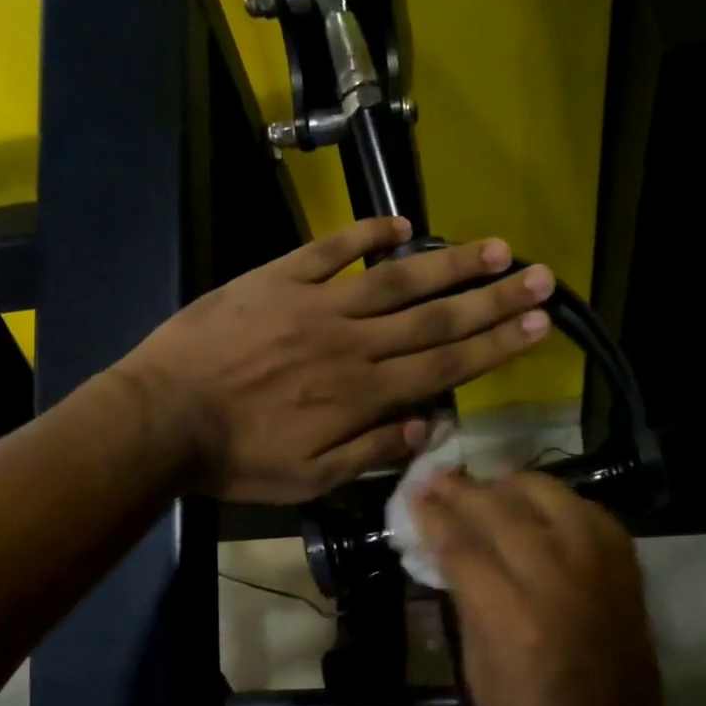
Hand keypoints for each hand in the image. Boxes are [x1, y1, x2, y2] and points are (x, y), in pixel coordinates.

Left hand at [119, 217, 553, 502]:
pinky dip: (366, 235)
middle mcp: (352, 344)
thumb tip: (426, 429)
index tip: (539, 324)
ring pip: (396, 281)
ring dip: (449, 264)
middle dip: (493, 299)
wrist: (163, 417)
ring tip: (496, 248)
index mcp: (362, 395)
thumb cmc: (237, 459)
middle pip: (435, 319)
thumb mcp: (308, 480)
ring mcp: (315, 305)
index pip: (444, 367)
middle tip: (542, 277)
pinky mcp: (277, 280)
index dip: (495, 345)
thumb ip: (370, 453)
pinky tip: (402, 225)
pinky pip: (331, 251)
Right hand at [415, 471, 666, 705]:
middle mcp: (559, 583)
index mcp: (511, 616)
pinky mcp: (629, 580)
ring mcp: (601, 576)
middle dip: (467, 490)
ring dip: (517, 486)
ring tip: (492, 486)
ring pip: (557, 500)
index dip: (435, 515)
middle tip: (442, 478)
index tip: (416, 494)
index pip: (464, 544)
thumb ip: (466, 601)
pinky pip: (596, 519)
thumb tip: (448, 551)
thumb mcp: (476, 670)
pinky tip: (545, 508)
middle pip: (506, 511)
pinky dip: (565, 505)